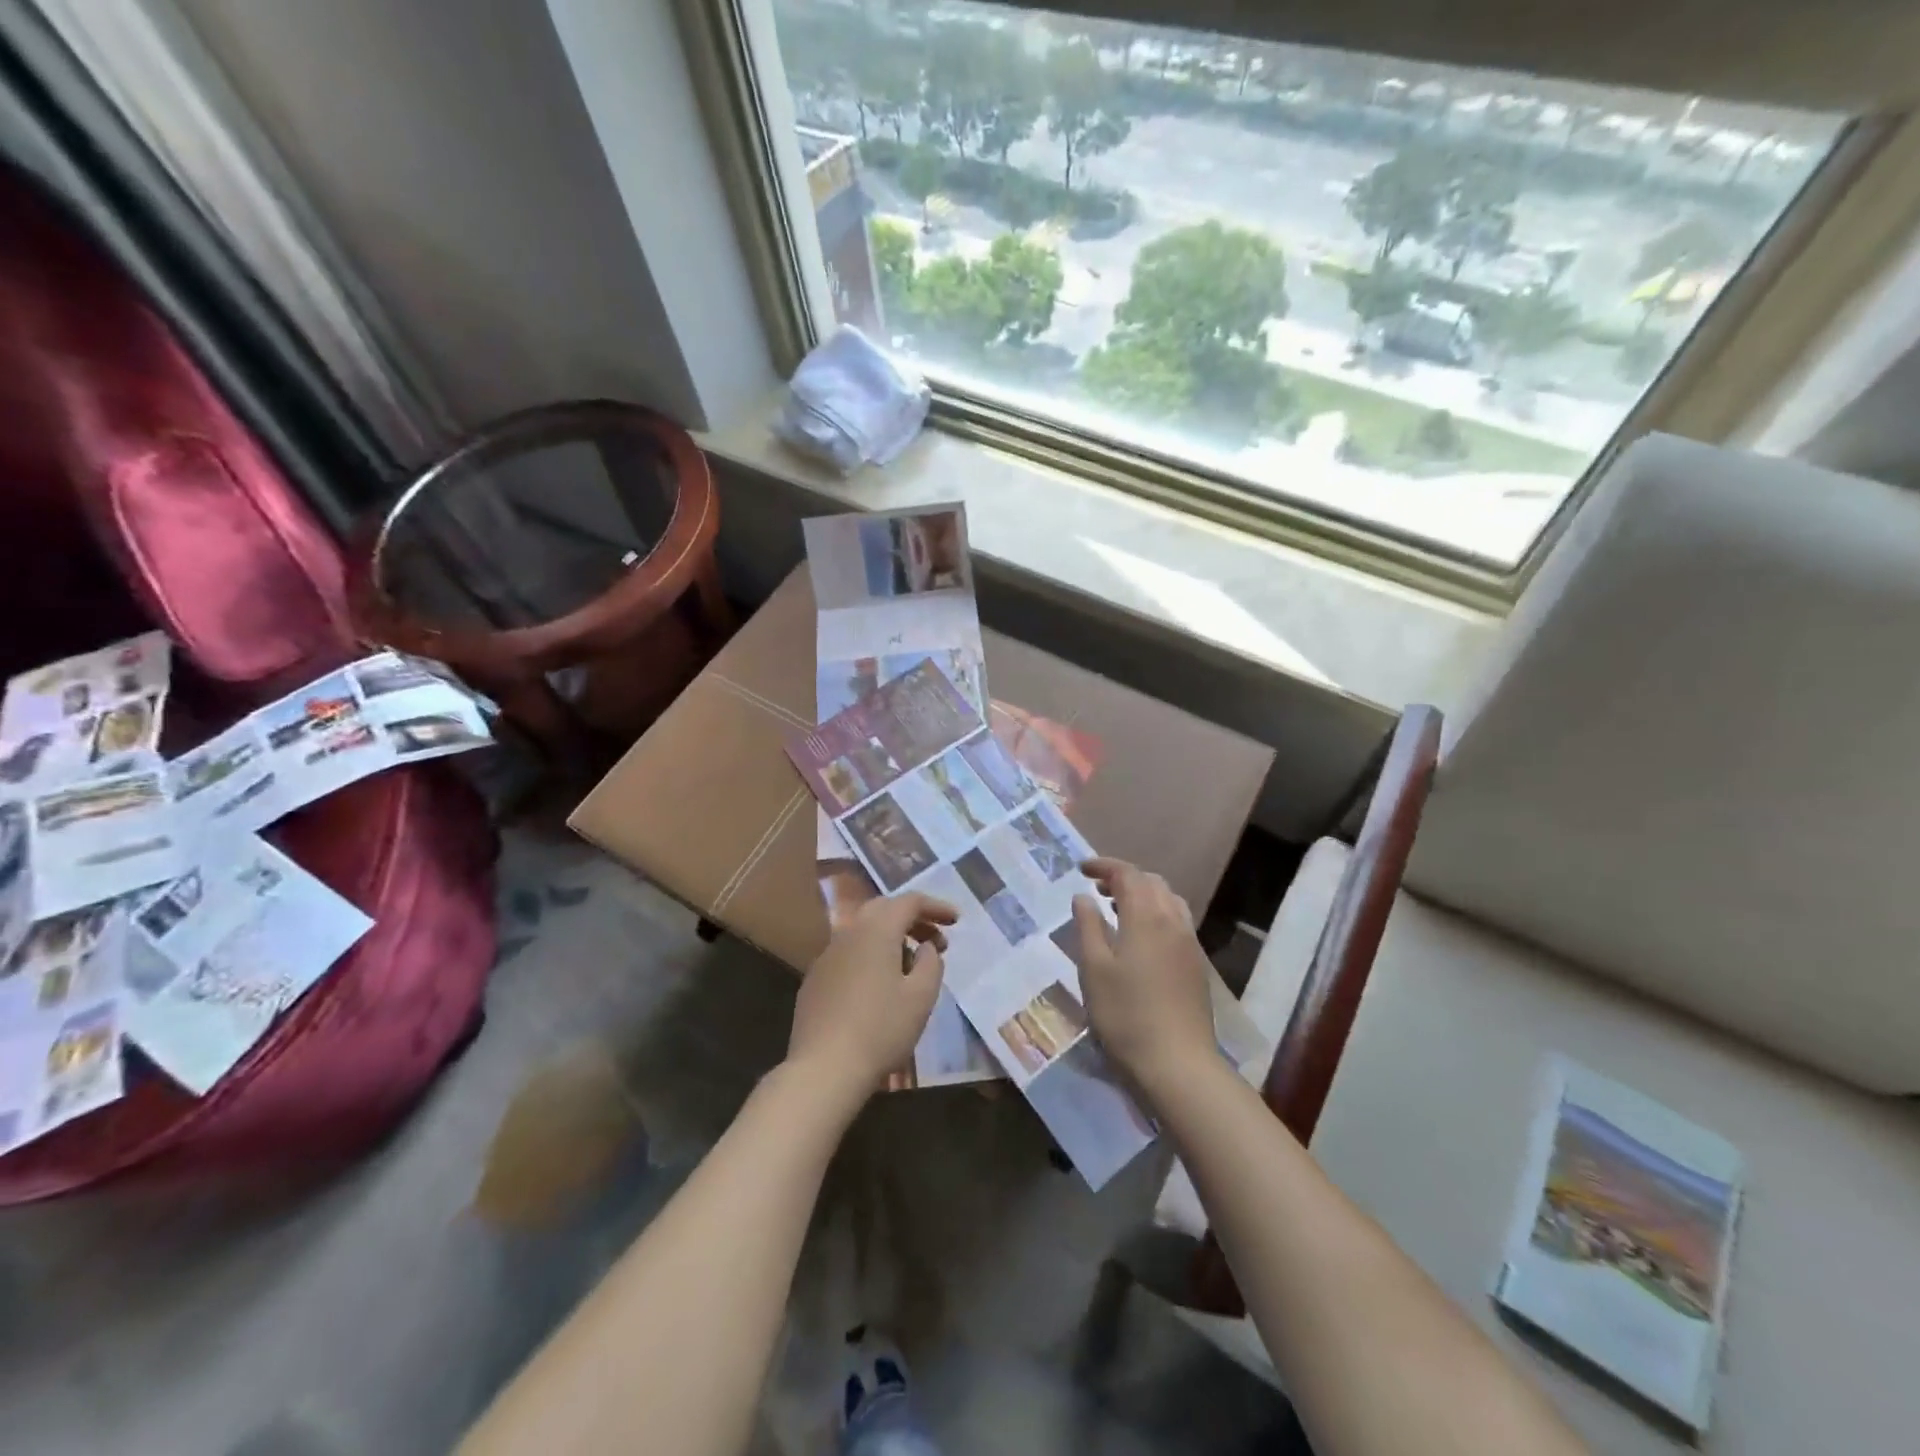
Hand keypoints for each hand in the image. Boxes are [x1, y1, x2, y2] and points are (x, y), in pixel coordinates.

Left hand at [788, 891, 956, 1101]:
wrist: (824, 1068)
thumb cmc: (881, 1029)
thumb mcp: (921, 996)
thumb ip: (930, 963)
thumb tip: (925, 947)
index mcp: (876, 931)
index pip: (909, 902)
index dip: (935, 907)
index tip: (956, 921)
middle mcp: (848, 934)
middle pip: (884, 910)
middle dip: (913, 919)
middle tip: (936, 940)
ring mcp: (827, 957)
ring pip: (864, 932)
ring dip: (891, 939)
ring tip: (912, 967)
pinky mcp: (815, 980)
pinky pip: (849, 955)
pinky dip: (871, 957)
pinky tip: (880, 987)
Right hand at [1071, 858, 1215, 1097]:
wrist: (1178, 1063)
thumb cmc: (1126, 1014)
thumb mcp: (1093, 969)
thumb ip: (1088, 927)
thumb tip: (1084, 898)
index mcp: (1146, 916)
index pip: (1127, 874)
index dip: (1104, 866)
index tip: (1081, 869)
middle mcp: (1173, 920)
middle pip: (1151, 882)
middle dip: (1124, 877)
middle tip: (1097, 888)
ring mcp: (1189, 942)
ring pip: (1168, 899)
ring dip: (1143, 894)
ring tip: (1118, 908)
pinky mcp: (1196, 963)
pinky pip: (1177, 919)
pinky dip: (1156, 912)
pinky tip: (1141, 937)